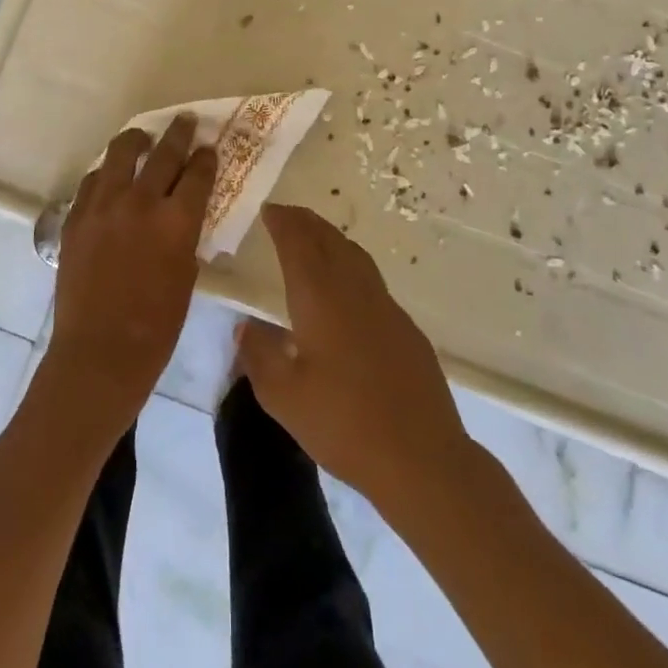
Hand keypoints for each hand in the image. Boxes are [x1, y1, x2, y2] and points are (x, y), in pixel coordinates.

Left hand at [39, 114, 215, 434]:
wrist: (99, 354)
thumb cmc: (156, 327)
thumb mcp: (186, 276)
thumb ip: (185, 236)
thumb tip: (182, 215)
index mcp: (176, 220)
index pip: (197, 173)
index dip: (206, 157)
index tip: (209, 147)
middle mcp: (140, 202)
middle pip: (163, 153)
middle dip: (179, 133)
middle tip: (186, 120)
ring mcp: (103, 206)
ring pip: (120, 154)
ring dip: (136, 141)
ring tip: (142, 137)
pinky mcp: (76, 216)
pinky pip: (93, 181)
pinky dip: (106, 173)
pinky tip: (111, 175)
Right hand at [237, 203, 472, 505]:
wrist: (421, 458)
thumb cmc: (344, 424)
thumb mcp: (284, 397)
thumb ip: (259, 356)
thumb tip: (246, 327)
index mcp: (320, 298)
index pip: (298, 243)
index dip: (283, 222)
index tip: (270, 209)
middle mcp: (353, 290)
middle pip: (329, 240)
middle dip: (306, 222)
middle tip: (287, 215)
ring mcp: (386, 307)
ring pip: (354, 255)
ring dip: (331, 239)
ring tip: (314, 239)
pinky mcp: (406, 329)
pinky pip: (371, 280)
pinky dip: (351, 266)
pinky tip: (347, 290)